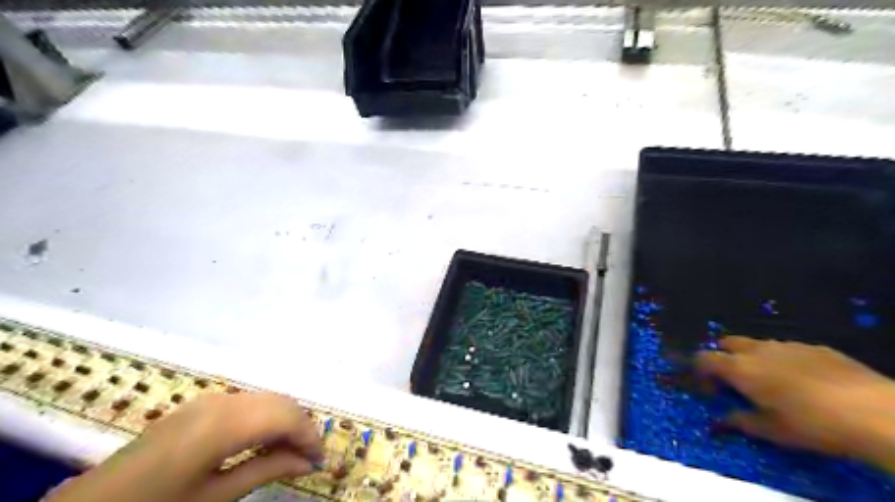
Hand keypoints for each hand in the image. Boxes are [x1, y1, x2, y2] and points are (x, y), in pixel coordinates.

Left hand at [45, 393, 326, 501]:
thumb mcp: (214, 497)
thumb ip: (267, 471)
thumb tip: (309, 464)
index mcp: (225, 423)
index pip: (287, 417)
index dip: (310, 437)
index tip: (320, 461)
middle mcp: (224, 400)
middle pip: (282, 401)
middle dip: (302, 426)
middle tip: (308, 458)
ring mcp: (211, 398)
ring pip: (268, 398)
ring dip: (285, 420)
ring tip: (288, 452)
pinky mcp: (202, 403)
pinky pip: (249, 401)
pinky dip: (266, 417)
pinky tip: (263, 441)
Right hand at [694, 338, 894, 470]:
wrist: (873, 411)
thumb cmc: (811, 424)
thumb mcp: (771, 431)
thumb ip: (739, 422)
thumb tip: (720, 421)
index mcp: (739, 368)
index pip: (704, 358)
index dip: (699, 371)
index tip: (708, 389)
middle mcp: (757, 350)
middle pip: (727, 343)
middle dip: (723, 357)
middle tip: (734, 381)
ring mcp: (787, 345)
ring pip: (758, 345)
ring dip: (753, 358)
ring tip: (770, 382)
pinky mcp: (815, 347)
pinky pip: (788, 349)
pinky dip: (783, 360)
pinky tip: (803, 381)